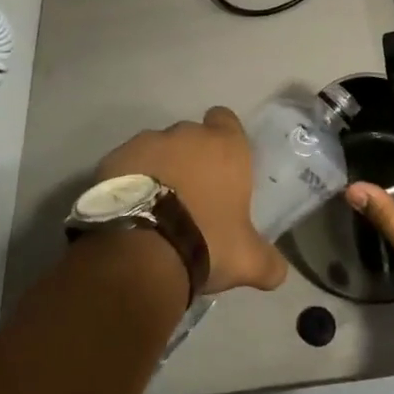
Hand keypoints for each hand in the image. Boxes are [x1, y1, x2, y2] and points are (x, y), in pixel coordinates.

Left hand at [97, 108, 288, 296]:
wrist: (142, 250)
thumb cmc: (206, 241)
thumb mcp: (246, 260)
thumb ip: (268, 262)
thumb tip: (280, 273)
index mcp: (225, 147)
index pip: (226, 119)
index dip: (224, 136)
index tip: (221, 162)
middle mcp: (187, 135)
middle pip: (190, 136)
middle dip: (190, 158)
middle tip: (191, 194)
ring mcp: (147, 143)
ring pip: (156, 148)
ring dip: (158, 168)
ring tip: (155, 206)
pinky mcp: (113, 159)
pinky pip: (126, 164)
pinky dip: (129, 180)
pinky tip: (129, 210)